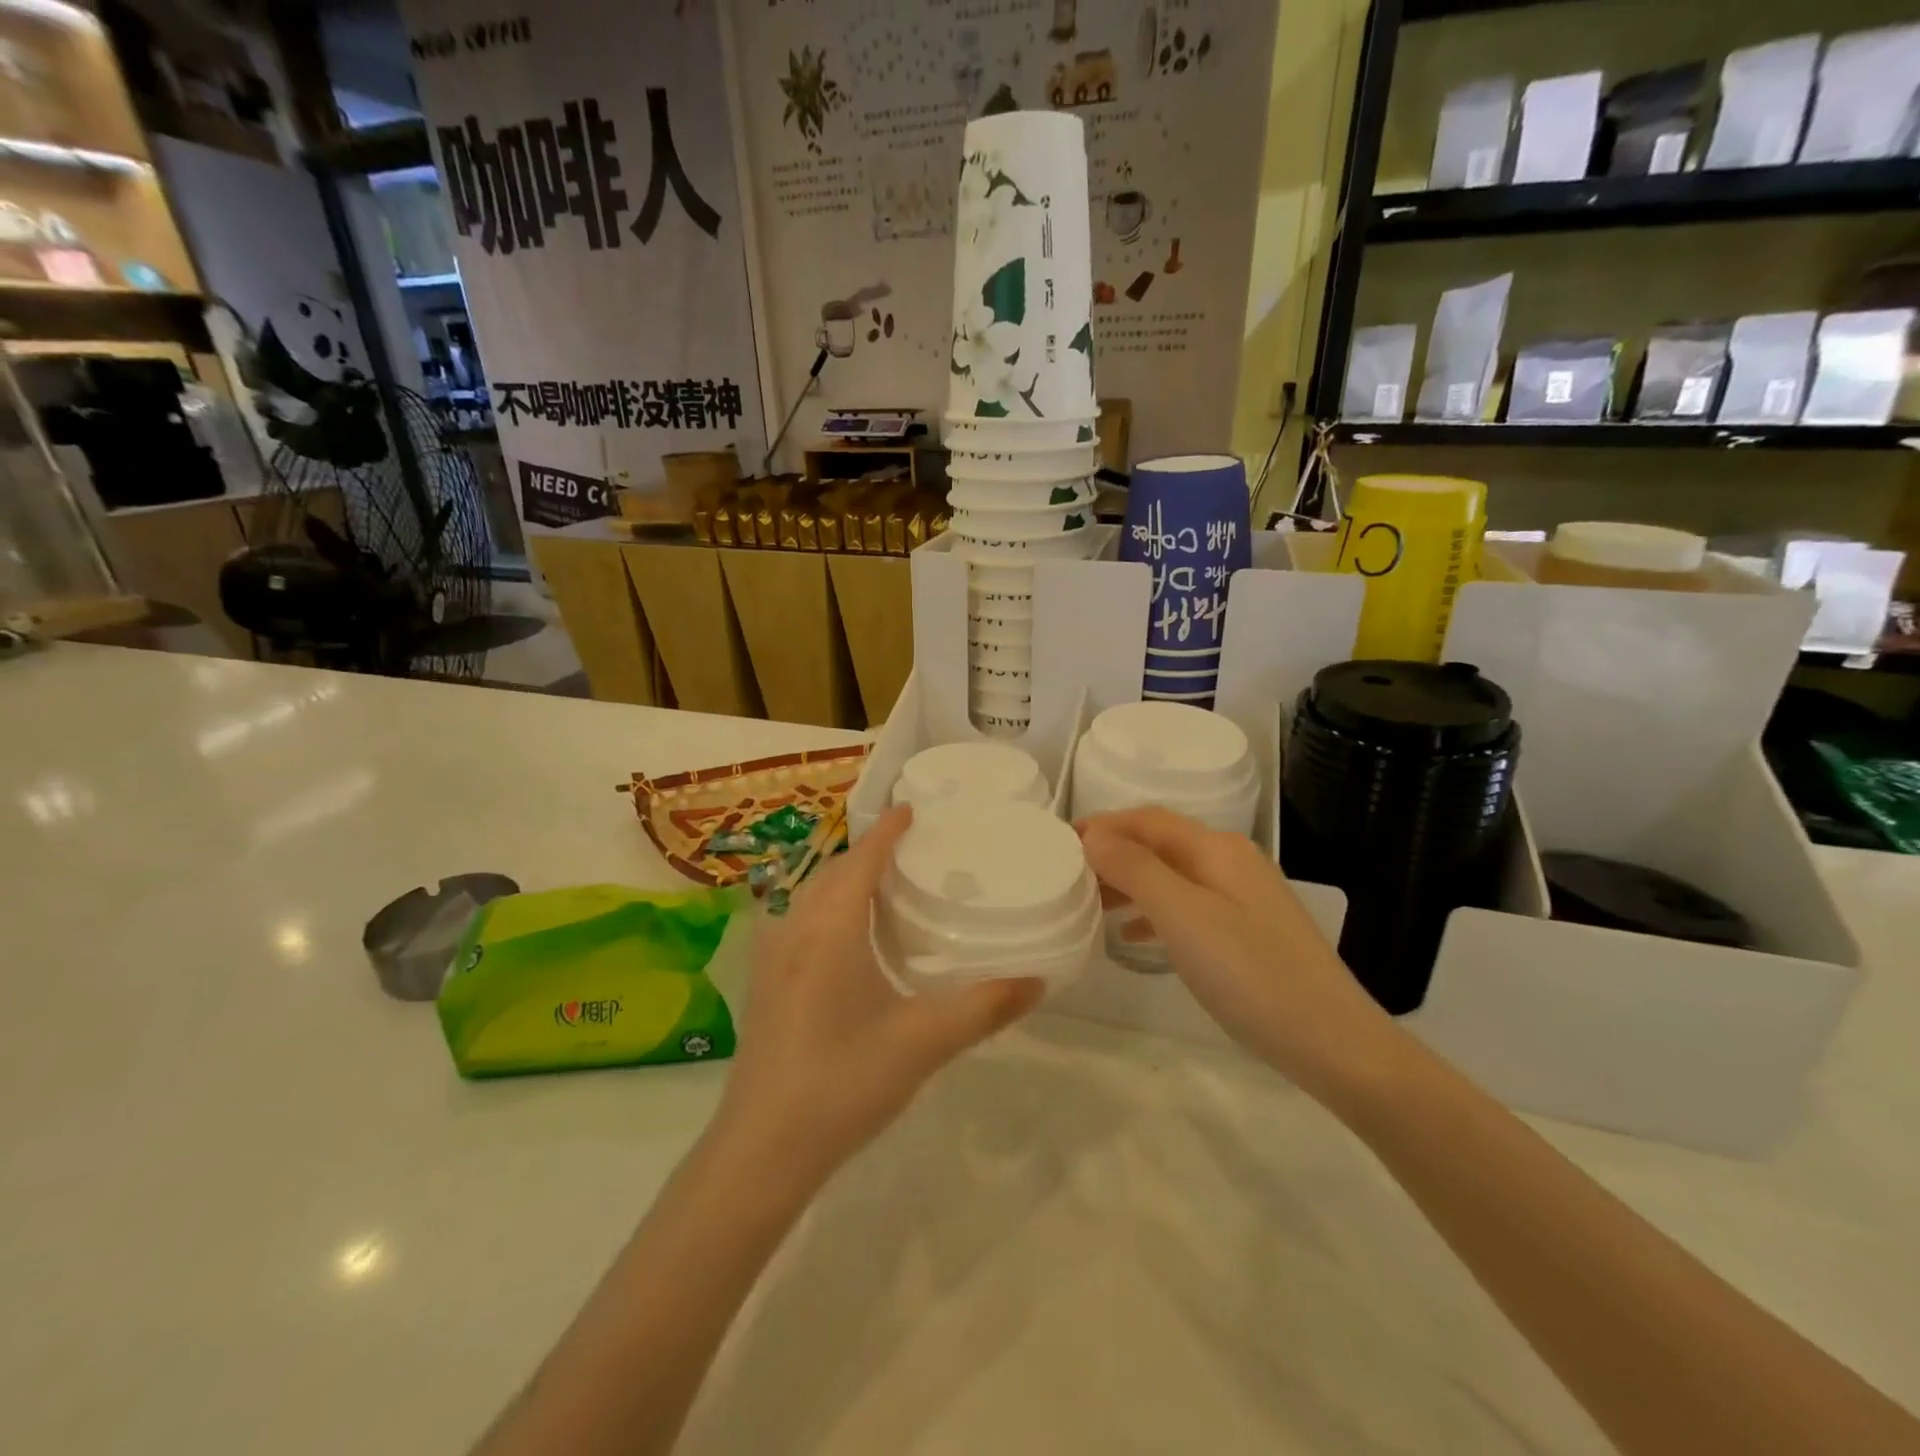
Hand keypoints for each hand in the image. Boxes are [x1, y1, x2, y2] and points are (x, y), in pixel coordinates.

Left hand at [712, 805, 1042, 1194]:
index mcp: (830, 929)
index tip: (912, 810)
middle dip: (867, 853)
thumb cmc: (843, 1083)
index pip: (862, 861)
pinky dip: (826, 909)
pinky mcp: (763, 985)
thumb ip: (983, 1008)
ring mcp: (771, 958)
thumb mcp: (922, 1043)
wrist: (761, 1150)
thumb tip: (1038, 981)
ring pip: (810, 897)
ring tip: (883, 889)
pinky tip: (847, 942)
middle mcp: (794, 930)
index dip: (887, 831)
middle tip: (910, 852)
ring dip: (844, 881)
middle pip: (832, 872)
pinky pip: (798, 922)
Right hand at [1078, 807, 1396, 1095]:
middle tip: (1066, 876)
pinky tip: (1133, 936)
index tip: (1058, 844)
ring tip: (1089, 903)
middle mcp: (1231, 861)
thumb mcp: (1184, 918)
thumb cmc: (1251, 975)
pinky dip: (1153, 911)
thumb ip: (1135, 870)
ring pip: (1171, 875)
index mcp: (1217, 849)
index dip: (1102, 825)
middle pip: (1159, 843)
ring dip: (1129, 882)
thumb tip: (1093, 835)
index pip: (1147, 819)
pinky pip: (1187, 905)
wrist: (1334, 1043)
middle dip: (1112, 853)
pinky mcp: (1247, 930)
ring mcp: (1243, 896)